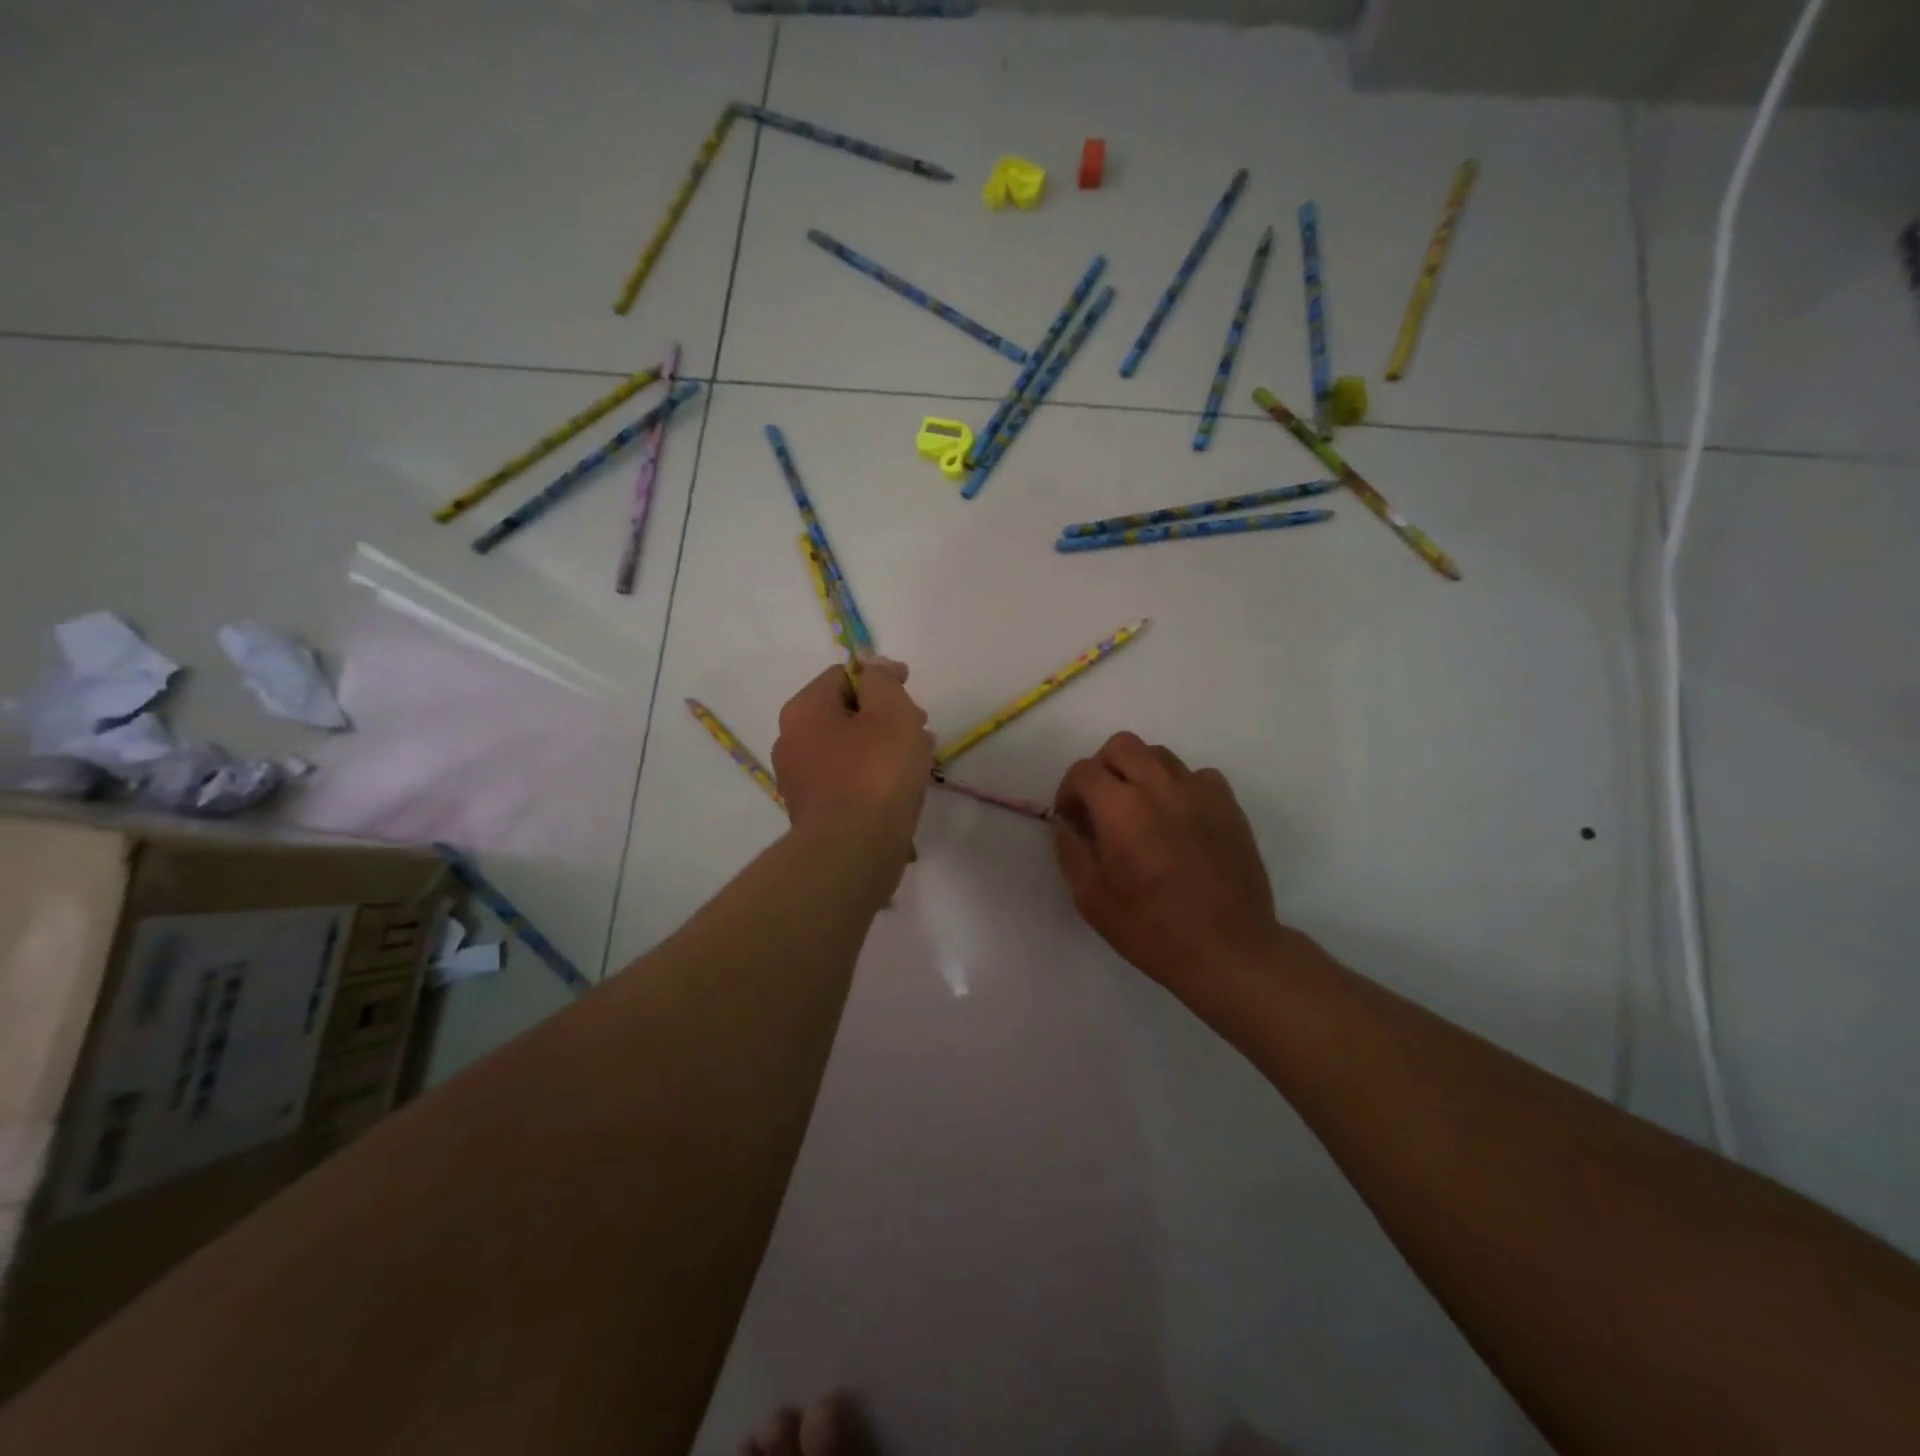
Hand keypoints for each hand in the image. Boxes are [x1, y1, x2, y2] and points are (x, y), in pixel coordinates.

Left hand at [772, 659, 932, 853]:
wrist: (853, 852)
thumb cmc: (875, 773)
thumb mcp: (890, 712)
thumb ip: (883, 681)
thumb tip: (875, 668)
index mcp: (804, 710)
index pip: (842, 675)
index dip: (880, 675)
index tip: (910, 687)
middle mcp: (792, 740)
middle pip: (845, 712)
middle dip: (885, 713)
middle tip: (920, 725)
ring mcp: (800, 779)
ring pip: (849, 747)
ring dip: (883, 744)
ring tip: (919, 757)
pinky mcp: (815, 810)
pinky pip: (847, 778)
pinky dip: (873, 773)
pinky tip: (900, 786)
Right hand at [1053, 732, 1280, 991]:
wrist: (1227, 950)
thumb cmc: (1151, 929)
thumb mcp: (1091, 899)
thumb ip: (1071, 852)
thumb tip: (1067, 825)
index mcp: (1121, 808)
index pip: (1083, 770)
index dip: (1069, 791)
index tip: (1073, 819)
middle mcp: (1159, 787)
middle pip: (1122, 746)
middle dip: (1103, 768)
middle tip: (1102, 804)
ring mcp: (1199, 793)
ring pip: (1160, 755)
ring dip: (1140, 773)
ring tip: (1141, 810)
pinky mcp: (1229, 806)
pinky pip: (1198, 776)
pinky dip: (1180, 788)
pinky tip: (1179, 820)